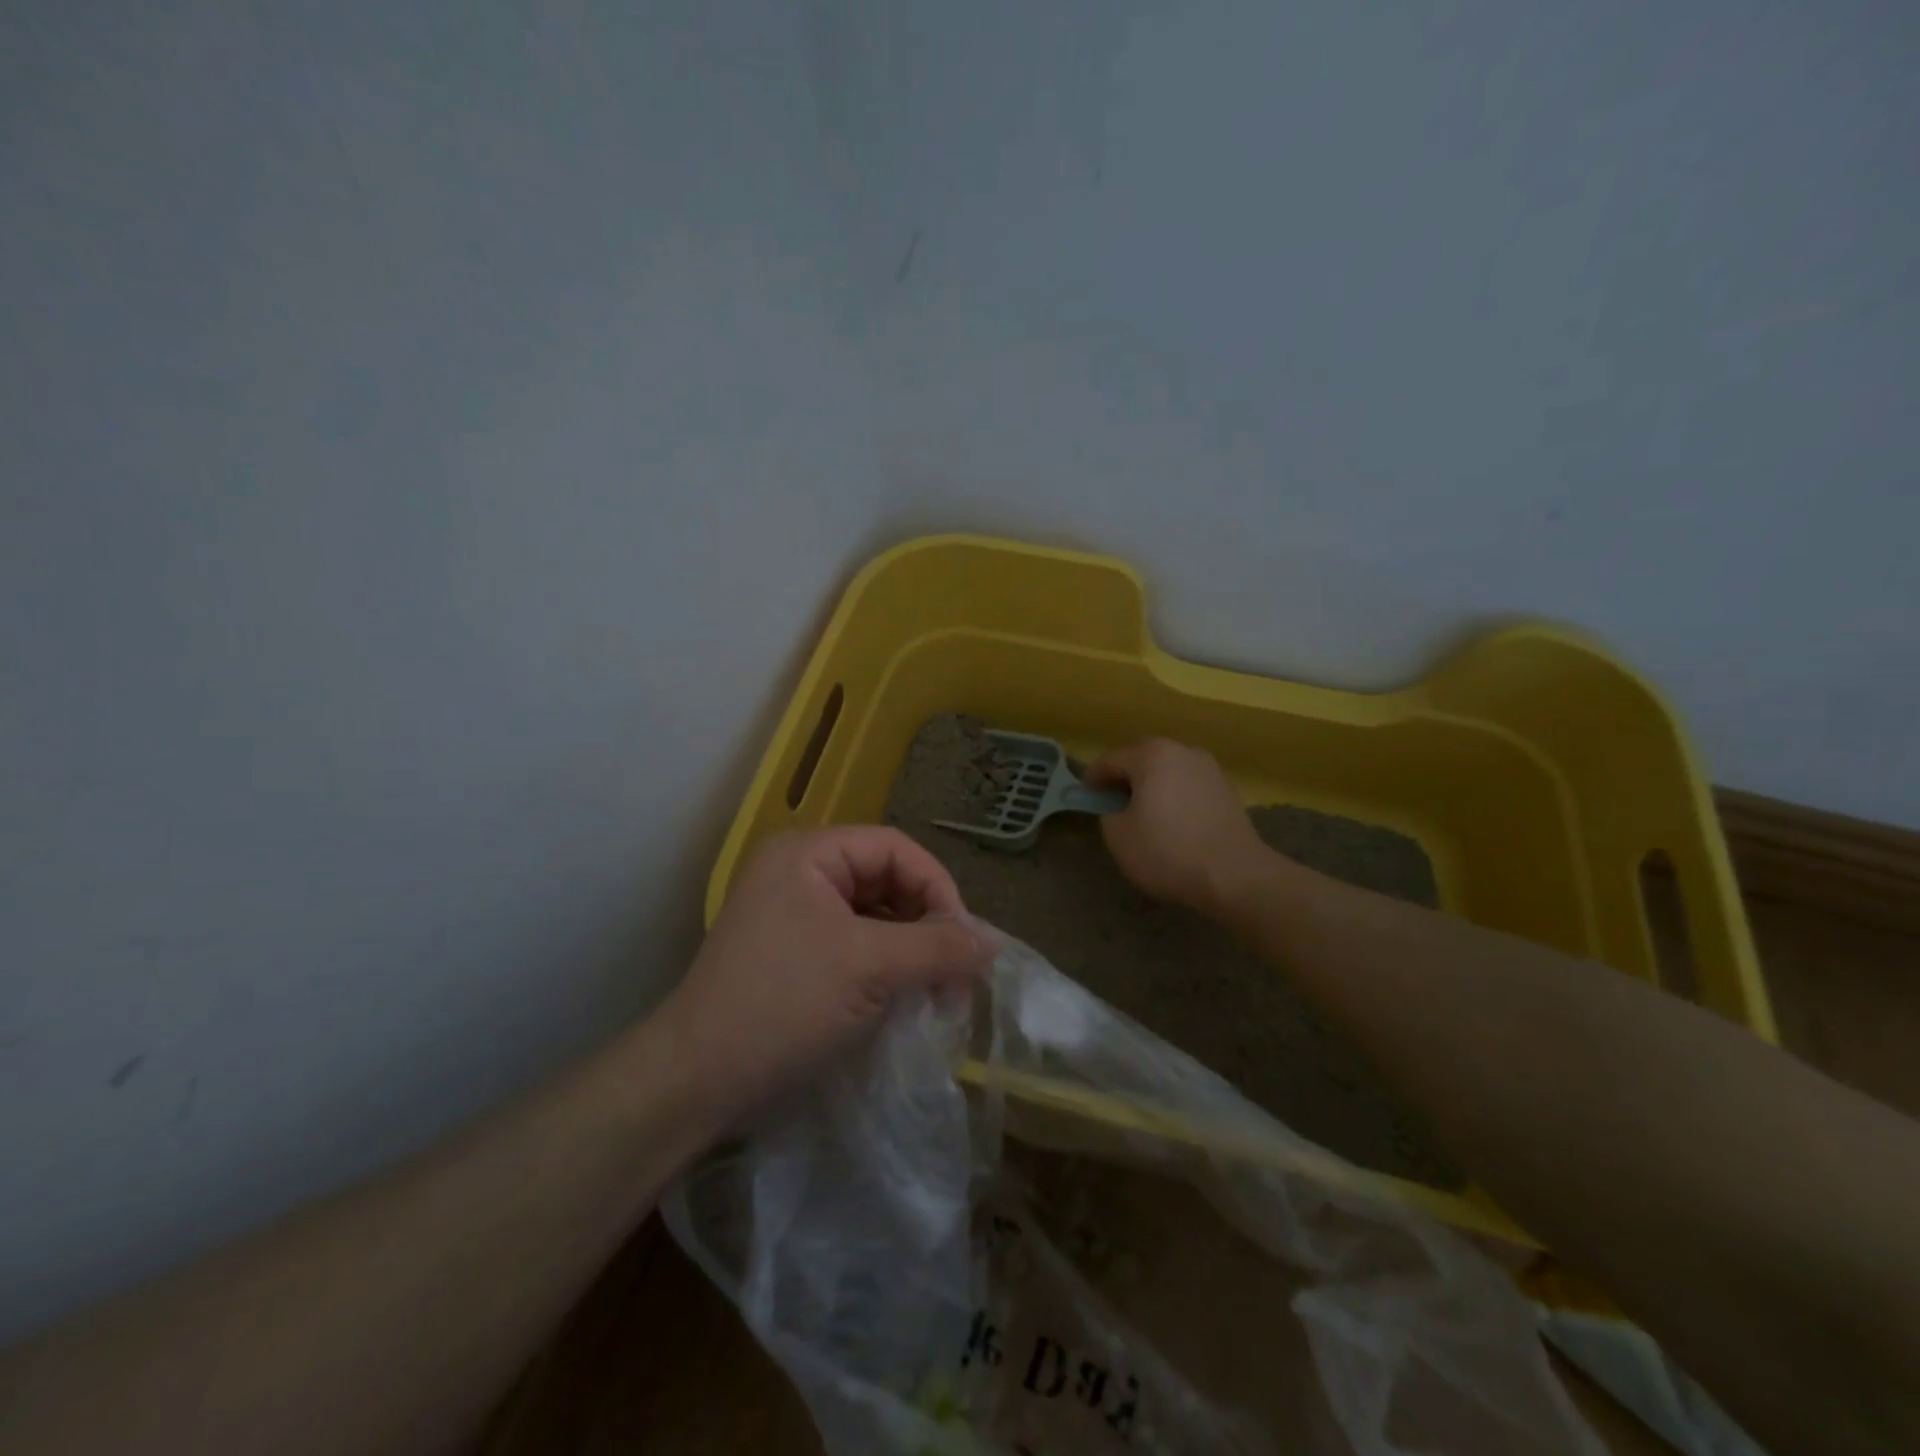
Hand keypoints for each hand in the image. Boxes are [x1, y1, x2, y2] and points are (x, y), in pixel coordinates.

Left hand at [655, 827, 990, 1127]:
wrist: (696, 1082)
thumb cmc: (784, 1005)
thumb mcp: (870, 968)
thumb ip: (937, 946)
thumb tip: (992, 942)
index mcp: (808, 855)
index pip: (895, 849)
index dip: (937, 888)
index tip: (965, 942)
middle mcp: (798, 874)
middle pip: (885, 881)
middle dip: (926, 924)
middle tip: (955, 974)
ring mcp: (792, 916)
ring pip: (873, 918)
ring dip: (909, 950)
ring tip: (934, 993)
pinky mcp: (792, 956)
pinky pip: (854, 947)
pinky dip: (884, 969)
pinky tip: (902, 1002)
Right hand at [1088, 738, 1273, 915]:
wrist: (1235, 875)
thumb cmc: (1168, 851)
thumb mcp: (1118, 837)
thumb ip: (1108, 814)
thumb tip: (1117, 809)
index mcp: (1151, 755)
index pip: (1110, 760)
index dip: (1093, 778)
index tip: (1084, 796)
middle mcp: (1182, 751)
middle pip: (1142, 760)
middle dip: (1125, 778)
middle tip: (1112, 803)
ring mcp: (1209, 768)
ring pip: (1169, 772)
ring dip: (1153, 787)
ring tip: (1144, 813)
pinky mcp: (1228, 790)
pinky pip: (1189, 787)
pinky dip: (1176, 798)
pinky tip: (1173, 822)